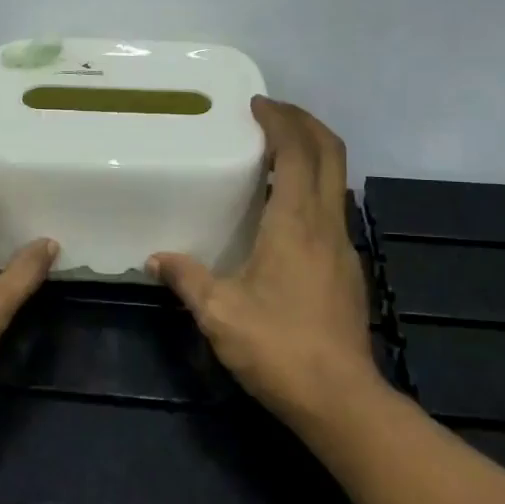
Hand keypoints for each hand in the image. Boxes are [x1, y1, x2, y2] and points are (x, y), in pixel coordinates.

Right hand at [150, 98, 382, 431]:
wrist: (340, 398)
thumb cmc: (278, 347)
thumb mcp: (219, 312)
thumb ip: (187, 278)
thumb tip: (156, 259)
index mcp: (296, 222)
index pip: (297, 152)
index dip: (281, 121)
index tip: (257, 104)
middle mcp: (327, 223)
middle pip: (330, 153)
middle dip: (305, 124)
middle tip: (272, 114)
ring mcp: (344, 246)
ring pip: (337, 180)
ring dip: (313, 154)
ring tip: (276, 153)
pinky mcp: (348, 269)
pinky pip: (333, 208)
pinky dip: (314, 187)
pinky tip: (286, 210)